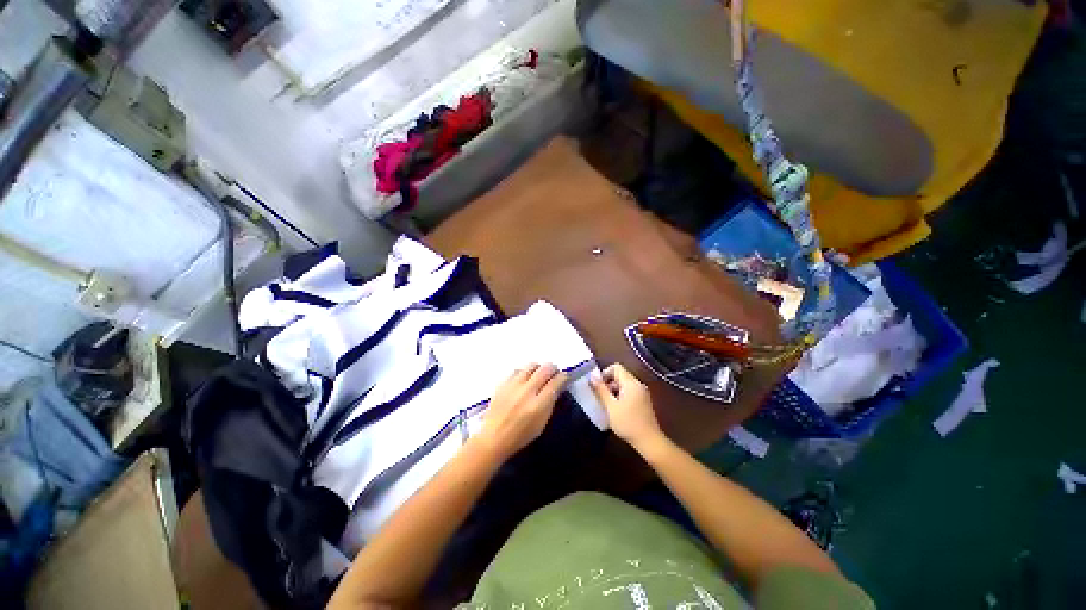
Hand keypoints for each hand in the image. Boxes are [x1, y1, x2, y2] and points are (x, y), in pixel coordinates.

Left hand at [476, 363, 567, 460]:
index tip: (565, 377)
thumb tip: (557, 387)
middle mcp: (527, 391)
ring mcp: (514, 385)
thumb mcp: (541, 424)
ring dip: (539, 368)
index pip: (556, 382)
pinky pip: (518, 370)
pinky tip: (524, 380)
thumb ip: (550, 403)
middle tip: (554, 374)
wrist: (493, 438)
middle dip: (553, 369)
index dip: (564, 377)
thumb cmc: (520, 435)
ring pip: (532, 365)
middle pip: (546, 368)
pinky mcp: (503, 383)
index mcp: (539, 405)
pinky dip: (524, 372)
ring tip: (538, 375)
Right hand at [590, 363, 665, 452]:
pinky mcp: (643, 401)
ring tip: (607, 404)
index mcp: (631, 383)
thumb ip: (601, 390)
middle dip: (608, 383)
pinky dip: (620, 396)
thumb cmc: (628, 423)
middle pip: (620, 375)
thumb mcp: (611, 407)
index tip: (598, 386)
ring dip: (613, 391)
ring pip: (624, 384)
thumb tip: (592, 376)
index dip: (605, 373)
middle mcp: (638, 384)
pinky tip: (616, 409)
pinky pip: (629, 392)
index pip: (616, 367)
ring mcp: (642, 393)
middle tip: (600, 397)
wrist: (649, 441)